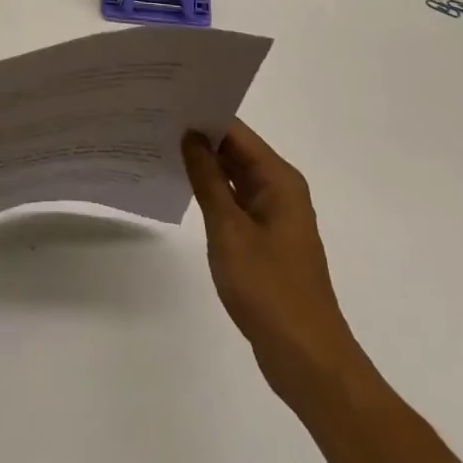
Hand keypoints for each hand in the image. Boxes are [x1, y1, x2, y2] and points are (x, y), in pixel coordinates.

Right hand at [182, 122, 351, 397]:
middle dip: (199, 137)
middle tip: (155, 121)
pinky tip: (182, 188)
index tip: (166, 102)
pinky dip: (212, 192)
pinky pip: (235, 201)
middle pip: (235, 150)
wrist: (308, 360)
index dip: (202, 116)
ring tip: (160, 147)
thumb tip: (190, 135)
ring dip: (203, 165)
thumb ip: (208, 179)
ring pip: (234, 175)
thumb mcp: (229, 230)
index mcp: (278, 179)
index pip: (235, 131)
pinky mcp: (266, 239)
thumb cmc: (269, 289)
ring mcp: (274, 215)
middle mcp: (280, 189)